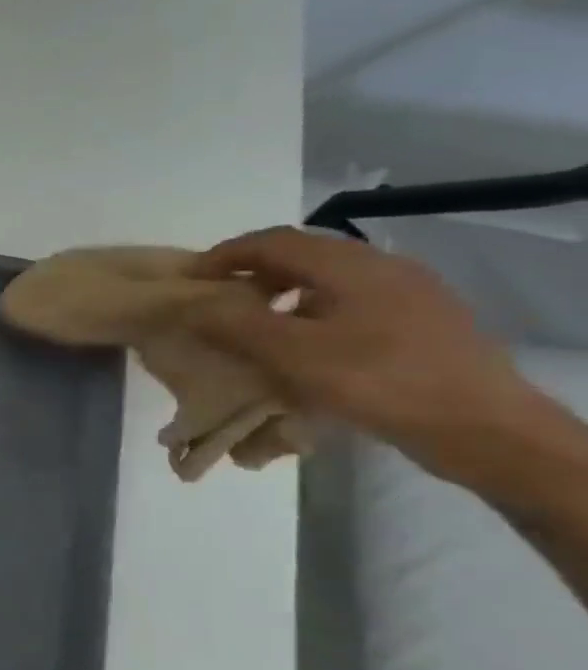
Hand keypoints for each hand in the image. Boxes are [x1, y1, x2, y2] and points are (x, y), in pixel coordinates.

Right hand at [186, 227, 538, 476]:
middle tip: (215, 304)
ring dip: (281, 297)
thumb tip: (188, 304)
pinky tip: (303, 349)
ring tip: (253, 329)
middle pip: (301, 257)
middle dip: (251, 275)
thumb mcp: (291, 354)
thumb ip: (234, 324)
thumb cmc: (378, 381)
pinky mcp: (422, 323)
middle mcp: (382, 266)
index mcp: (350, 264)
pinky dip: (312, 316)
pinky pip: (350, 305)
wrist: (482, 428)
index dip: (222, 256)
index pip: (272, 241)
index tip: (188, 281)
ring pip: (327, 282)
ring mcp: (409, 294)